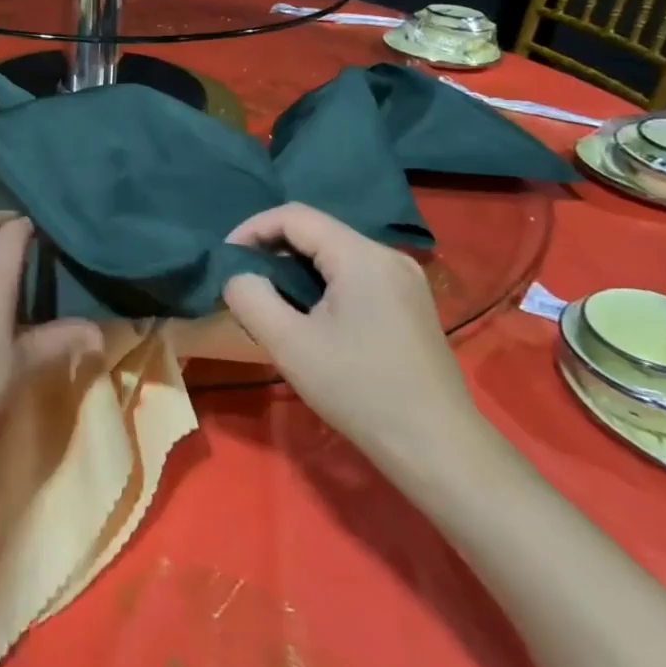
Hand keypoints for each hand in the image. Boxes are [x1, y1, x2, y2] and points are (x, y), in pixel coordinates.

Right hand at [223, 203, 484, 465]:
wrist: (439, 450)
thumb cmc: (360, 391)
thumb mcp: (290, 344)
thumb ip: (250, 297)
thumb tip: (238, 276)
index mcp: (361, 255)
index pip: (294, 216)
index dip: (252, 228)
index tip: (226, 258)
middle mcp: (387, 255)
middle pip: (316, 231)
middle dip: (272, 249)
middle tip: (243, 280)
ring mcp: (404, 279)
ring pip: (335, 253)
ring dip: (295, 267)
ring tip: (269, 298)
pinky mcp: (410, 303)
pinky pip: (354, 274)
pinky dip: (321, 282)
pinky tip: (309, 314)